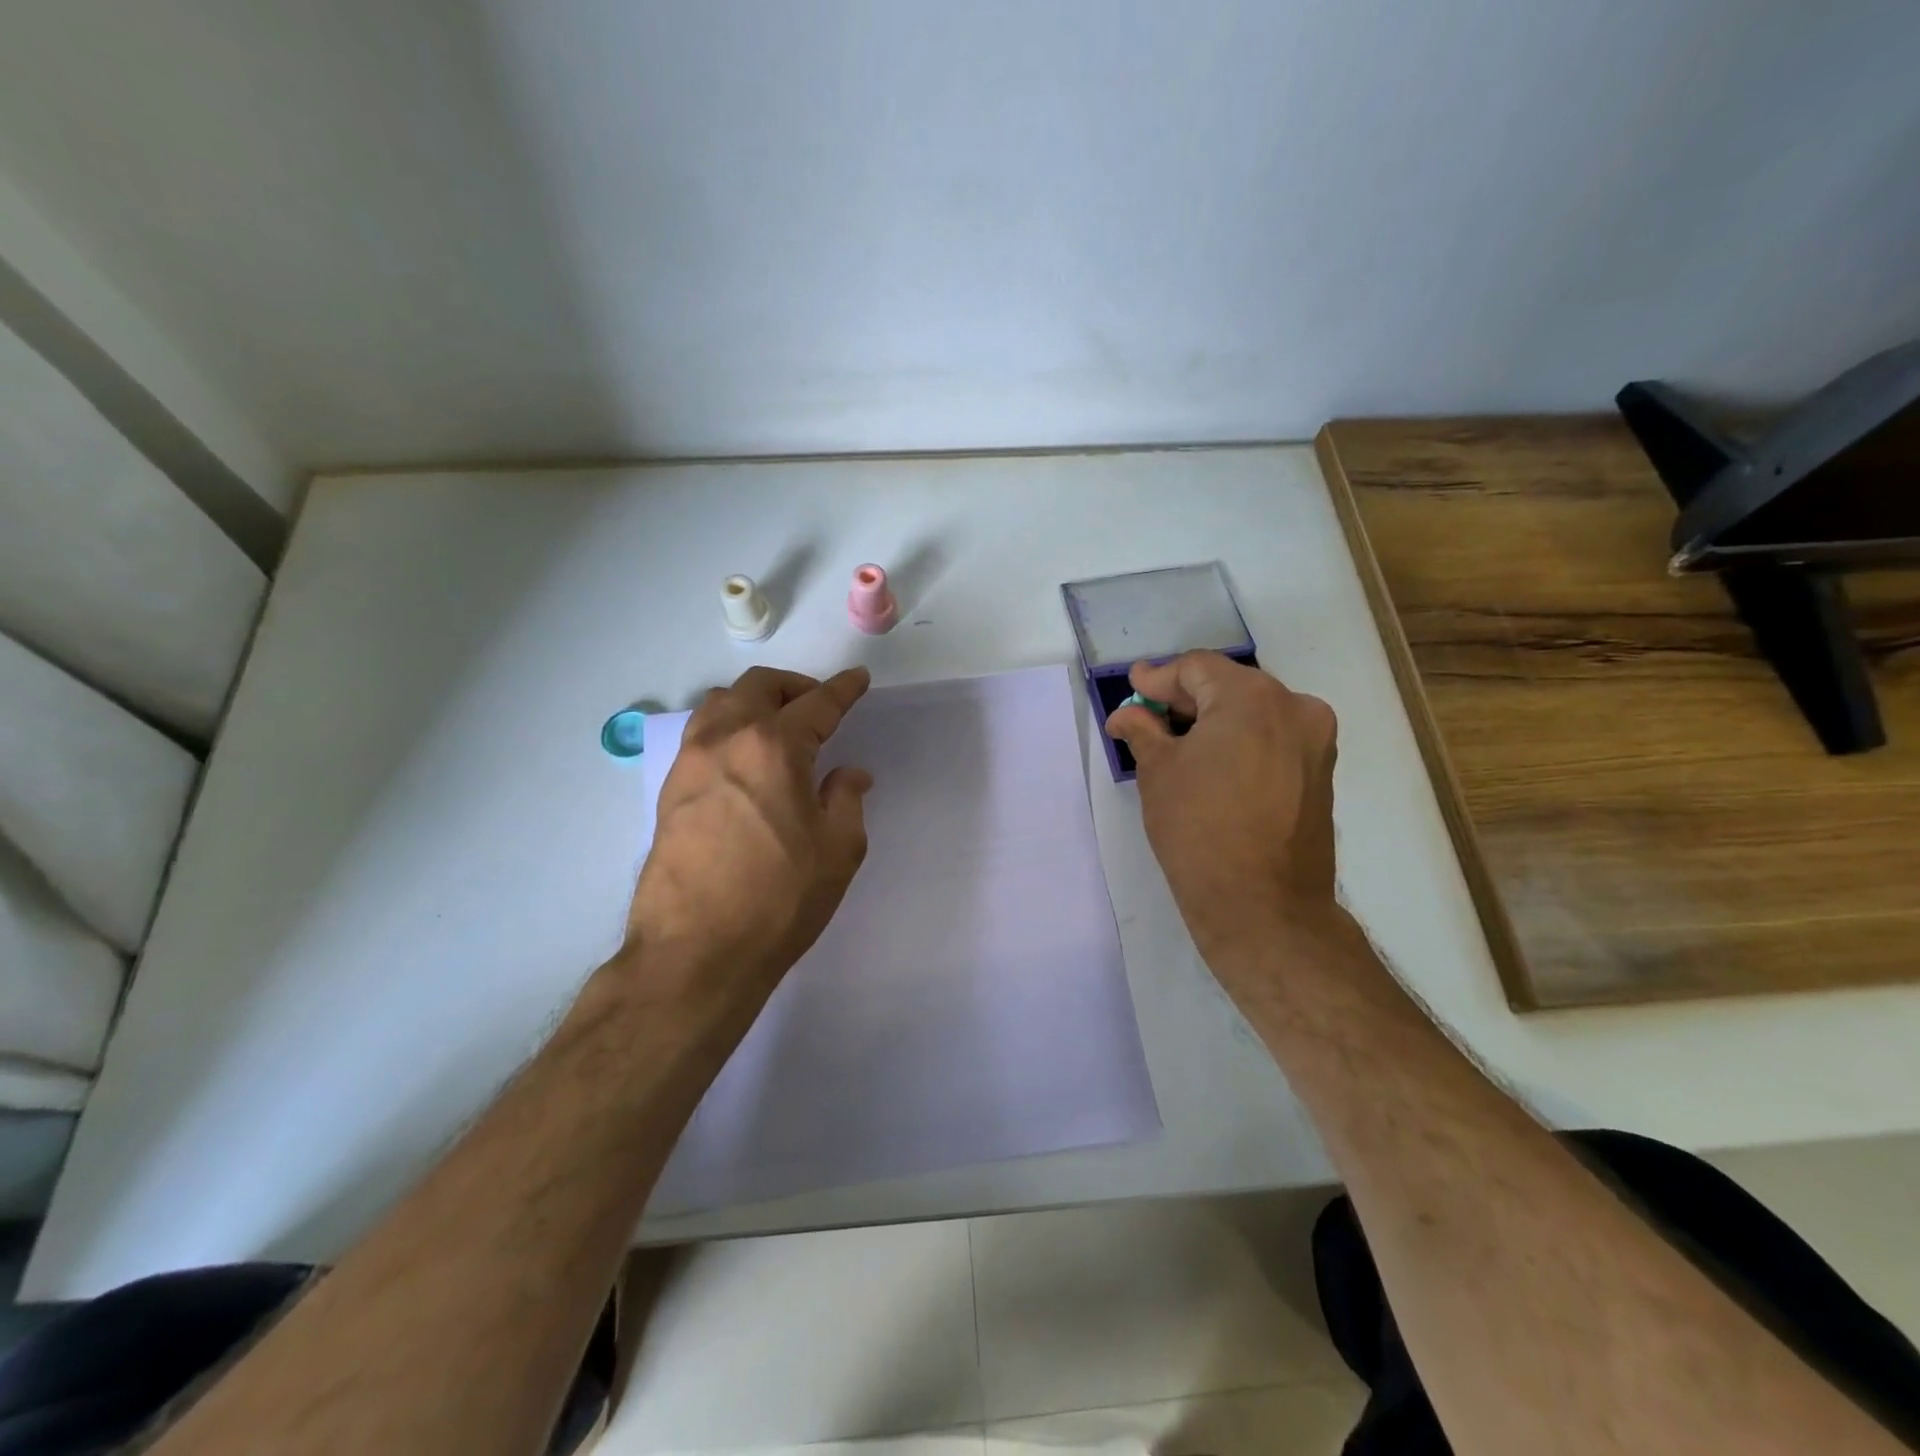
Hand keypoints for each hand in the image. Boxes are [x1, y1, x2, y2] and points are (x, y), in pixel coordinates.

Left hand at [627, 666, 873, 1000]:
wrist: (695, 950)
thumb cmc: (779, 898)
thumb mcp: (837, 850)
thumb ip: (846, 800)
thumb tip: (849, 774)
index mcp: (774, 747)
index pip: (817, 704)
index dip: (843, 690)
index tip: (857, 680)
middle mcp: (727, 740)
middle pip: (760, 687)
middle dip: (795, 686)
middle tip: (818, 706)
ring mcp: (690, 762)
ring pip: (722, 703)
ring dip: (755, 701)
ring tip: (778, 727)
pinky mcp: (670, 790)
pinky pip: (701, 734)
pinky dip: (728, 728)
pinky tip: (744, 759)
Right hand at [1106, 651, 1338, 960]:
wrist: (1262, 905)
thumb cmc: (1199, 829)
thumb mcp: (1158, 772)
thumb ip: (1143, 730)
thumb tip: (1127, 714)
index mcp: (1252, 698)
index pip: (1197, 669)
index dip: (1158, 678)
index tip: (1132, 687)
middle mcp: (1295, 707)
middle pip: (1229, 687)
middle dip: (1185, 699)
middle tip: (1147, 716)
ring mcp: (1315, 741)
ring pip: (1254, 713)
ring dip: (1214, 721)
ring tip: (1175, 743)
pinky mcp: (1320, 773)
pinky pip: (1272, 739)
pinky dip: (1240, 741)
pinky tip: (1211, 763)